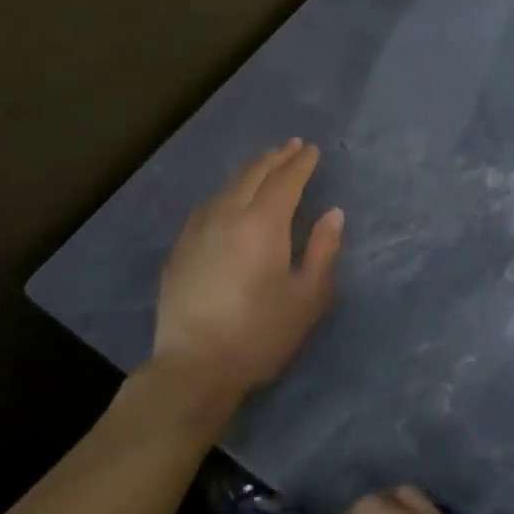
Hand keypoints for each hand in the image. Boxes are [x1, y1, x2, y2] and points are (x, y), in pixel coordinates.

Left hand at [153, 139, 343, 399]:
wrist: (195, 367)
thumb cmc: (261, 334)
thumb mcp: (307, 297)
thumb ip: (322, 250)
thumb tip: (333, 213)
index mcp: (263, 224)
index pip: (285, 181)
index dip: (301, 164)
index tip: (312, 150)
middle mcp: (227, 215)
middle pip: (253, 175)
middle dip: (275, 158)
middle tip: (292, 146)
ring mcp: (197, 230)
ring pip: (226, 187)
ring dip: (250, 171)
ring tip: (264, 165)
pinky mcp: (180, 248)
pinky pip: (207, 205)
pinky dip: (226, 192)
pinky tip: (228, 199)